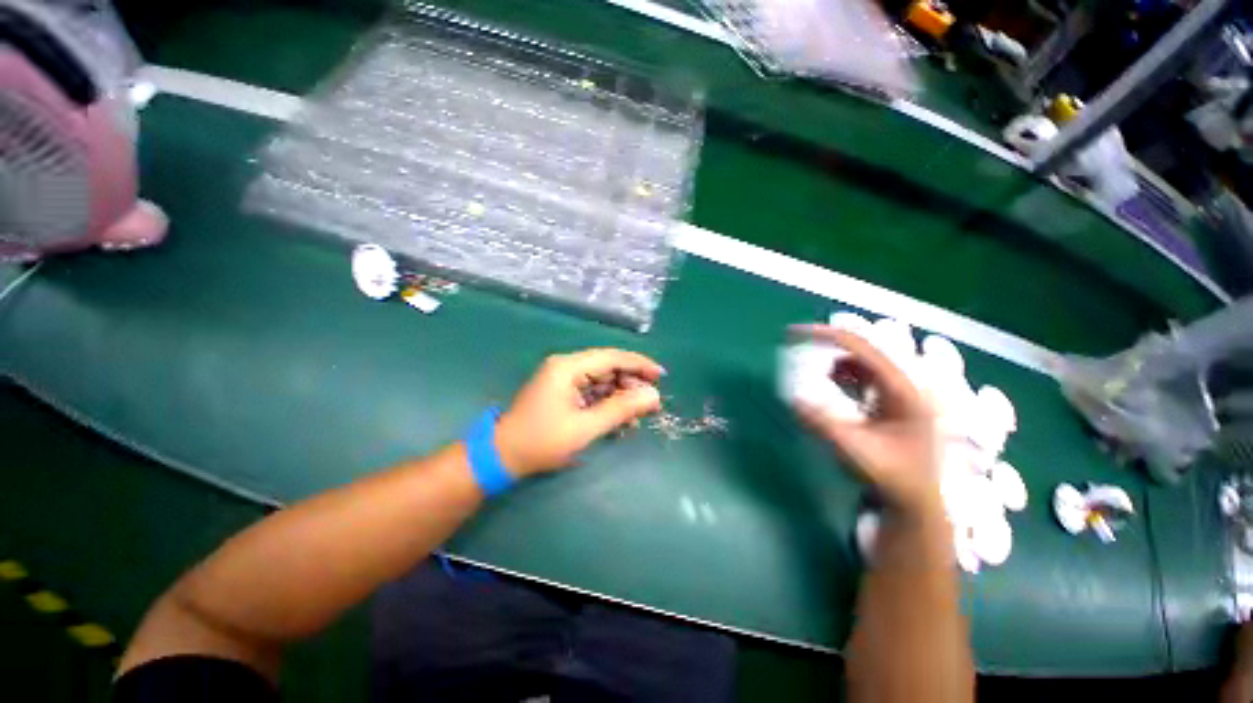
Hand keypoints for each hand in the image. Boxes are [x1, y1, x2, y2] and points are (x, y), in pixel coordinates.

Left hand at [495, 349, 664, 476]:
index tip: (661, 375)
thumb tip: (653, 396)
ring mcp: (564, 379)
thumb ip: (621, 409)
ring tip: (638, 417)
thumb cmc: (542, 441)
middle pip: (609, 368)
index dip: (639, 364)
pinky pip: (593, 392)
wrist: (502, 457)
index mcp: (569, 367)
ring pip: (603, 381)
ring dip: (621, 397)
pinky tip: (620, 421)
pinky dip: (608, 404)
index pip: (612, 357)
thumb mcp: (585, 427)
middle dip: (632, 384)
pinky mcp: (563, 392)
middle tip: (652, 404)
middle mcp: (567, 366)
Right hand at [790, 325, 942, 516]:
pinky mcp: (894, 400)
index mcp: (904, 388)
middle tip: (797, 348)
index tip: (793, 334)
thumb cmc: (891, 476)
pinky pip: (864, 376)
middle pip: (862, 348)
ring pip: (862, 361)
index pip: (861, 347)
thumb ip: (820, 422)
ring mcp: (902, 390)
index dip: (825, 335)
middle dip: (827, 347)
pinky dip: (842, 376)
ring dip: (834, 363)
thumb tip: (791, 397)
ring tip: (814, 376)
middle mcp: (906, 382)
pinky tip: (831, 388)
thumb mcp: (854, 449)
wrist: (917, 503)